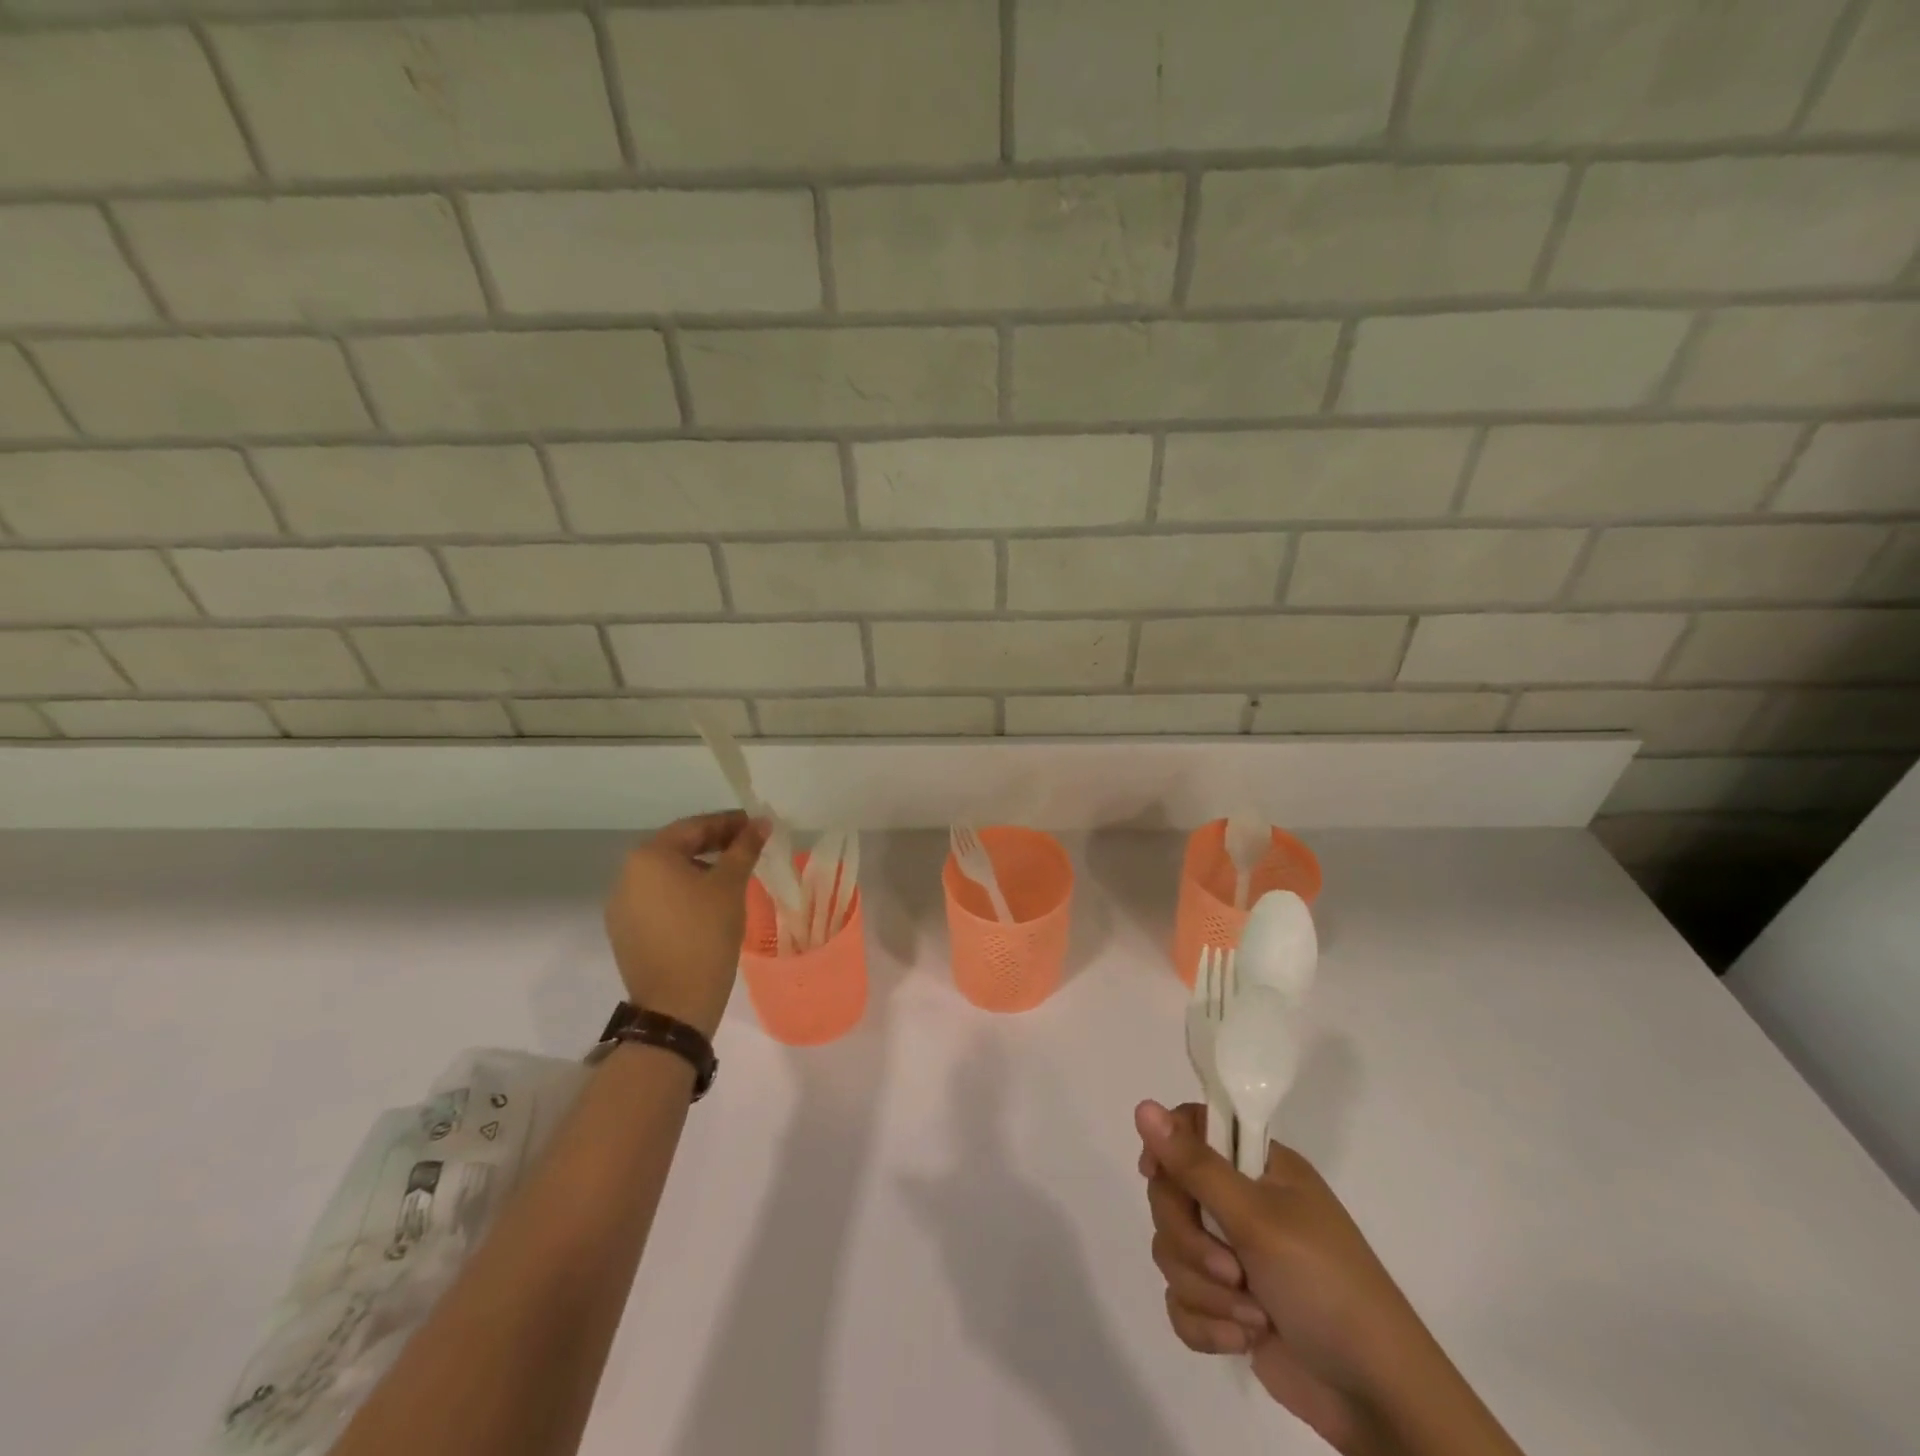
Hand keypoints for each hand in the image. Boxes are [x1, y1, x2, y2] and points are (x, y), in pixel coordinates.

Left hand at [604, 812, 767, 1039]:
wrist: (676, 1004)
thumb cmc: (706, 934)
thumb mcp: (730, 885)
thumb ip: (744, 848)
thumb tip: (760, 823)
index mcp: (649, 856)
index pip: (694, 827)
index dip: (728, 823)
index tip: (755, 825)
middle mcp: (626, 874)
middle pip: (676, 847)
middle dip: (713, 844)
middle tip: (747, 846)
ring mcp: (621, 905)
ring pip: (666, 874)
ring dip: (698, 867)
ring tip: (730, 874)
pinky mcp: (625, 930)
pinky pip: (657, 898)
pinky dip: (682, 892)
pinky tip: (706, 903)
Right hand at [1136, 1101, 1435, 1455]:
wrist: (1377, 1398)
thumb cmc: (1325, 1286)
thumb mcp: (1258, 1219)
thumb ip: (1195, 1165)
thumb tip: (1142, 1105)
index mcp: (1259, 1166)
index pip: (1192, 1128)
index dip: (1167, 1147)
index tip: (1156, 1175)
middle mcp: (1242, 1202)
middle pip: (1170, 1194)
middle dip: (1191, 1240)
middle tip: (1230, 1268)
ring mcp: (1233, 1255)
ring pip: (1172, 1250)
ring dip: (1205, 1290)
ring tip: (1252, 1315)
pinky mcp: (1226, 1306)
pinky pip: (1181, 1299)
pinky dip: (1204, 1324)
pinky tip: (1240, 1342)